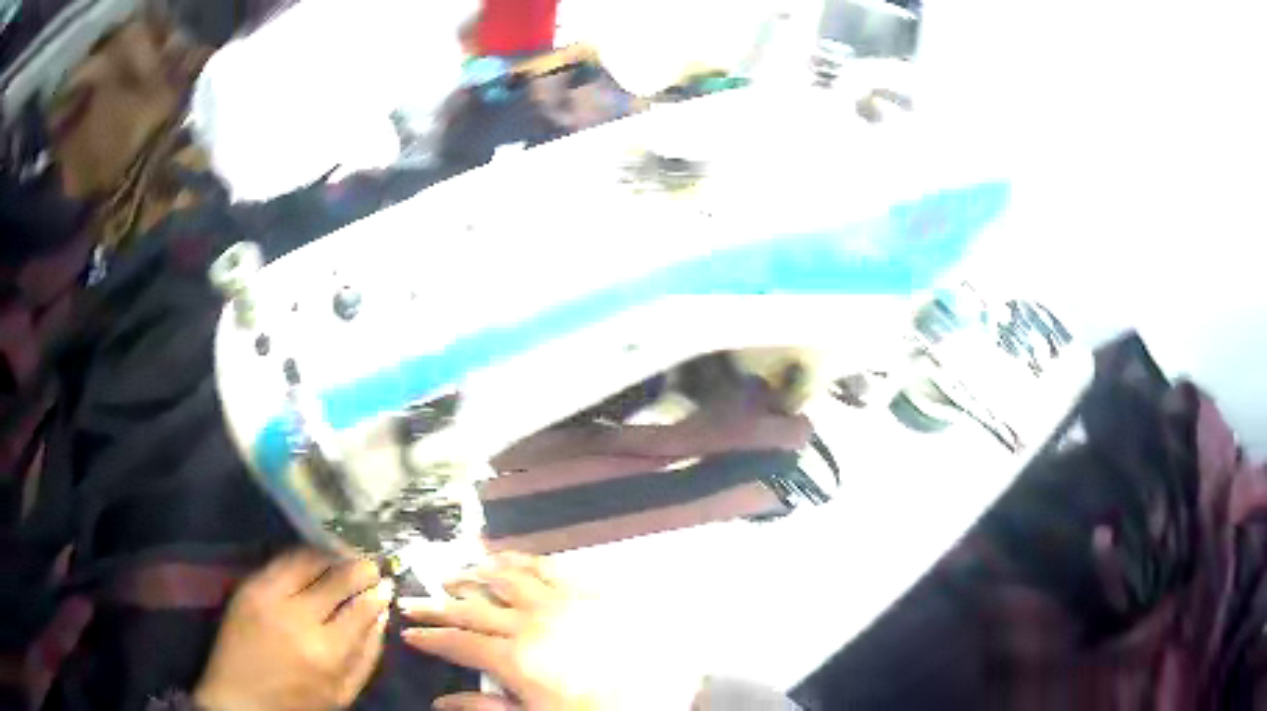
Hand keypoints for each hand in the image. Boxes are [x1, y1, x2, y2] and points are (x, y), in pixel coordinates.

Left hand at [194, 549, 393, 710]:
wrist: (240, 698)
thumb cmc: (297, 703)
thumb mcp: (342, 693)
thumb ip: (366, 656)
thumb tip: (381, 616)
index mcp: (328, 652)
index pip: (361, 609)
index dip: (377, 594)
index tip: (386, 585)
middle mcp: (299, 619)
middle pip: (337, 580)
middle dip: (360, 568)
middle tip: (371, 563)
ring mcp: (270, 598)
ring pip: (309, 562)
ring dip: (332, 555)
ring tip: (345, 553)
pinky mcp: (249, 587)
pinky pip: (282, 561)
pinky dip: (303, 555)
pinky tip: (314, 556)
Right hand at [400, 553, 702, 710]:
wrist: (669, 691)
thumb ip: (485, 708)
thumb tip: (441, 701)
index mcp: (515, 658)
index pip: (458, 642)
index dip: (429, 637)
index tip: (407, 631)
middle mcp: (529, 621)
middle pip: (471, 607)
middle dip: (437, 604)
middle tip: (414, 600)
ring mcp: (560, 601)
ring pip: (503, 578)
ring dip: (473, 575)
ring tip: (452, 574)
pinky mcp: (587, 589)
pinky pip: (545, 567)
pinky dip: (519, 560)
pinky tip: (506, 558)